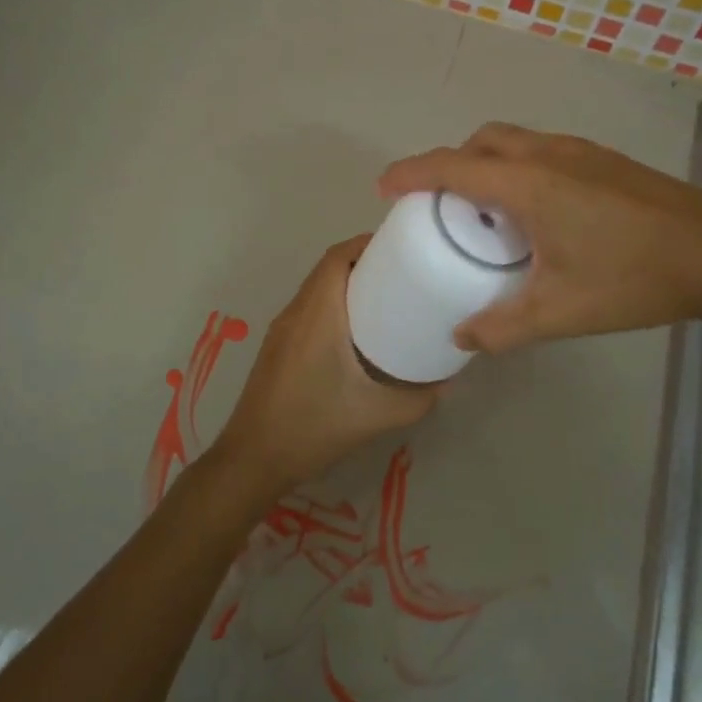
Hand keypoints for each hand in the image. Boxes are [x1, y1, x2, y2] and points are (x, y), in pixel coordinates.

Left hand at [213, 235, 437, 494]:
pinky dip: (334, 304)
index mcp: (317, 314)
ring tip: (388, 297)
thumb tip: (447, 381)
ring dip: (348, 283)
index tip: (403, 248)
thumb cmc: (313, 427)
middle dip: (365, 262)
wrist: (253, 459)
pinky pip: (309, 309)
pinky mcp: (278, 347)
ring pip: (317, 288)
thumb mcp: (376, 415)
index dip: (368, 243)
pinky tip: (359, 332)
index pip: (338, 256)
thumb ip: (418, 399)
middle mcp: (296, 312)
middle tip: (405, 274)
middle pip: (329, 267)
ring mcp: (282, 329)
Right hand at [379, 123, 701, 352]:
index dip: (411, 173)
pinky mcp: (607, 161)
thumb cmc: (633, 278)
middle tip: (440, 202)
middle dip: (450, 162)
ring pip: (516, 141)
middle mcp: (549, 155)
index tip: (384, 188)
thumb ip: (502, 328)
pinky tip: (540, 211)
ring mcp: (582, 152)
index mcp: (527, 184)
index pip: (451, 167)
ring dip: (488, 162)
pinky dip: (520, 167)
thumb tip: (462, 338)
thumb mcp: (559, 311)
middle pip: (482, 141)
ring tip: (487, 208)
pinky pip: (544, 150)